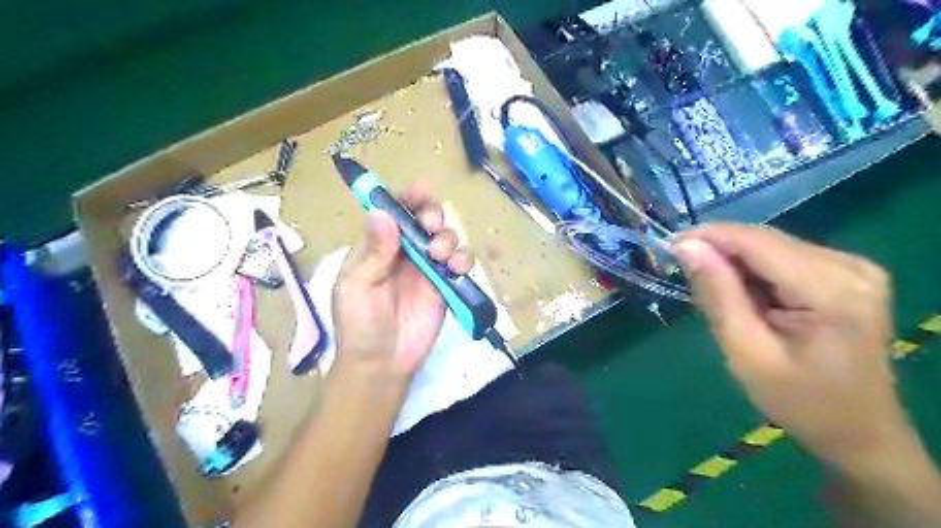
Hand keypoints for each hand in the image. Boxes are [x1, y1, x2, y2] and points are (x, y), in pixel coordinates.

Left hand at [332, 183, 473, 387]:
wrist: (382, 364)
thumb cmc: (360, 324)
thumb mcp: (358, 286)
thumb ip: (374, 251)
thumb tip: (383, 212)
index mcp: (377, 248)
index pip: (393, 213)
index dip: (406, 198)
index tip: (421, 190)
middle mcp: (403, 253)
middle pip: (424, 220)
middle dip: (432, 215)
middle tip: (431, 226)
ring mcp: (426, 269)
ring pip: (445, 238)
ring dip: (448, 238)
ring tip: (440, 255)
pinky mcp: (445, 286)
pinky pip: (460, 264)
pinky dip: (463, 259)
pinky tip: (455, 268)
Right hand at [672, 225, 915, 467]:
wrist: (860, 433)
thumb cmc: (800, 402)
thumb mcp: (746, 352)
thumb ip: (718, 295)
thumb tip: (687, 247)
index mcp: (832, 290)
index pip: (757, 242)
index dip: (709, 236)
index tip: (668, 245)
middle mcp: (850, 266)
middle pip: (765, 240)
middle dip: (720, 251)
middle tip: (685, 274)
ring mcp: (854, 267)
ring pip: (772, 246)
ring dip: (735, 263)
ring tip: (715, 294)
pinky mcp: (847, 274)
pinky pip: (785, 258)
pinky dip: (755, 272)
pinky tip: (746, 296)